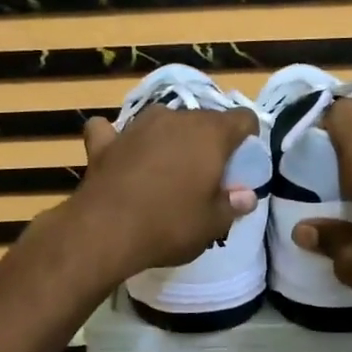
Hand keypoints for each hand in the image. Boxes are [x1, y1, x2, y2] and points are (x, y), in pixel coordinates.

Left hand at [71, 103, 260, 281]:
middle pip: (202, 121)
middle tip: (205, 176)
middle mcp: (175, 119)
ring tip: (166, 169)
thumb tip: (246, 196)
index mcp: (210, 134)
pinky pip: (114, 132)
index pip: (242, 119)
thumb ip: (232, 205)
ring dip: (167, 139)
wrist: (105, 231)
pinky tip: (118, 153)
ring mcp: (136, 126)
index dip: (247, 138)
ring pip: (162, 122)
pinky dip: (118, 141)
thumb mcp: (212, 224)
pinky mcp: (104, 142)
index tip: (242, 163)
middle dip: (208, 142)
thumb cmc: (170, 226)